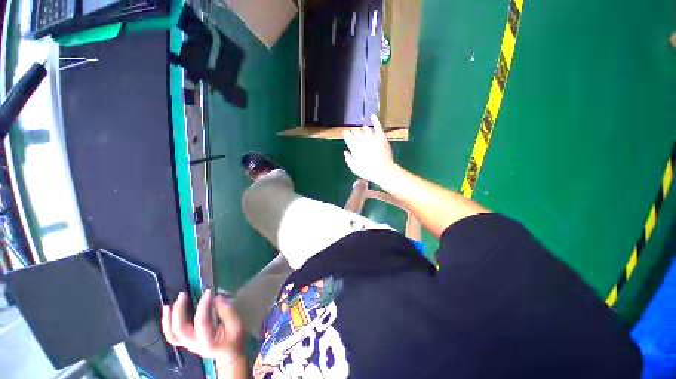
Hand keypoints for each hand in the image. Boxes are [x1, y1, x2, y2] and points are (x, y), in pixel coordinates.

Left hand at [161, 289, 244, 364]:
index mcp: (208, 341)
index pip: (201, 322)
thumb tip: (217, 297)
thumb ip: (227, 312)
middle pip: (180, 329)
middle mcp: (194, 344)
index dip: (203, 305)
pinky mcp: (186, 342)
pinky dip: (167, 325)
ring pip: (172, 334)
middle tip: (183, 295)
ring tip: (168, 305)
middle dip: (179, 311)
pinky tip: (168, 312)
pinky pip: (172, 336)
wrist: (229, 355)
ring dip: (168, 319)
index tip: (208, 291)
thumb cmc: (235, 339)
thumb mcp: (236, 325)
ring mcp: (188, 345)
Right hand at [343, 114, 396, 183]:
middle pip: (356, 132)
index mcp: (354, 147)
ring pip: (366, 129)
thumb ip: (348, 159)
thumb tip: (345, 152)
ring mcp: (372, 137)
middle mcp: (362, 140)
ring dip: (363, 129)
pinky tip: (372, 116)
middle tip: (355, 134)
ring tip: (363, 129)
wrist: (383, 170)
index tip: (346, 134)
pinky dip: (375, 120)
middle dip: (354, 132)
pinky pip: (378, 126)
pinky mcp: (381, 137)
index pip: (348, 136)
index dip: (346, 134)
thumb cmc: (367, 171)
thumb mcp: (354, 168)